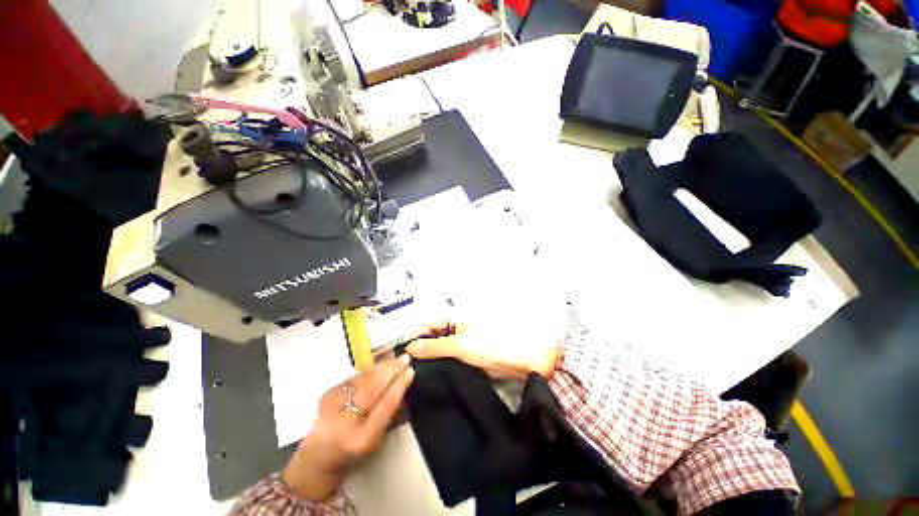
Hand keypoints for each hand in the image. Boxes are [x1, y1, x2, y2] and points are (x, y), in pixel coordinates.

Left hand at [281, 355, 414, 499]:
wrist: (316, 458)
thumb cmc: (352, 453)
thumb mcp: (376, 440)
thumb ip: (390, 414)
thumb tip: (403, 385)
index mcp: (363, 438)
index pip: (385, 405)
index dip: (399, 385)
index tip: (411, 371)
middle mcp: (346, 420)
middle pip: (373, 387)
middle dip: (392, 370)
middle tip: (406, 358)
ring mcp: (333, 404)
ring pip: (364, 378)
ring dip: (383, 366)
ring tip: (396, 358)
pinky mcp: (327, 393)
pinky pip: (355, 377)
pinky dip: (370, 370)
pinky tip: (380, 365)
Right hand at [407, 318, 561, 379]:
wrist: (522, 361)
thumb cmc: (491, 347)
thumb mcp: (460, 346)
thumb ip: (434, 347)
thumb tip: (410, 347)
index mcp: (455, 316)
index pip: (427, 322)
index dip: (413, 335)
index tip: (399, 352)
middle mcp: (456, 325)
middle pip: (432, 334)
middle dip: (419, 347)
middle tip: (404, 366)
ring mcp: (462, 340)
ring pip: (439, 346)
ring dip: (428, 357)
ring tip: (413, 373)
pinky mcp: (467, 353)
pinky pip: (448, 356)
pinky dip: (439, 363)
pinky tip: (430, 375)